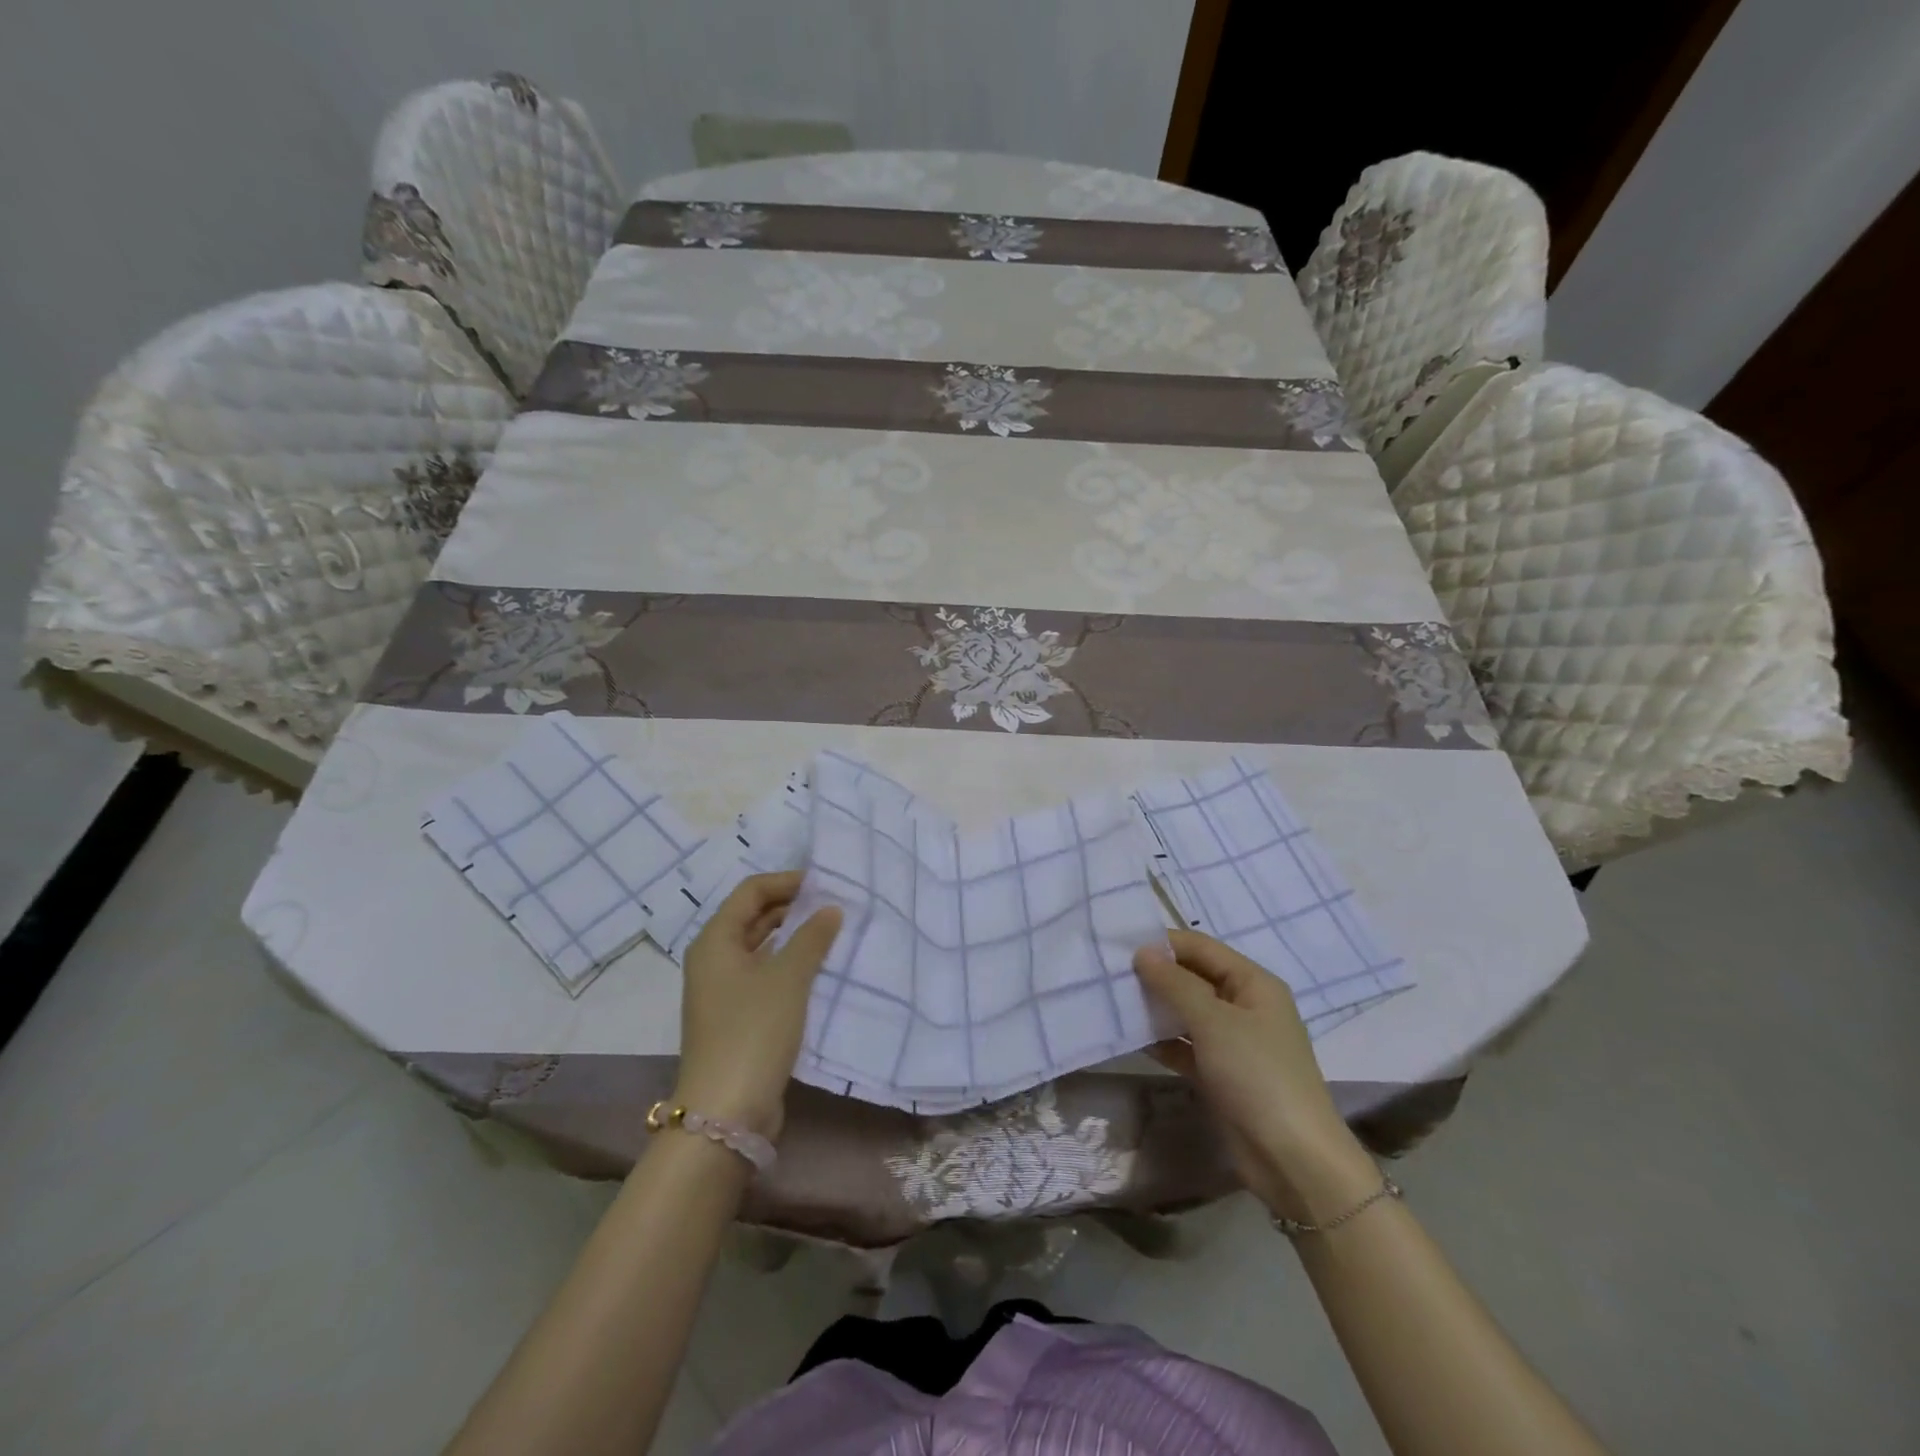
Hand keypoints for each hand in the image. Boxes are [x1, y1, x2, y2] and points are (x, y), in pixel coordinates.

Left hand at [674, 872, 841, 1142]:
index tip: (825, 883)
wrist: (727, 1110)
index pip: (751, 891)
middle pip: (752, 916)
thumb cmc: (754, 1030)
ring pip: (760, 947)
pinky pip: (763, 974)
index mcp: (715, 940)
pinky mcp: (735, 1016)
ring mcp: (722, 990)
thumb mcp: (788, 977)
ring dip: (792, 936)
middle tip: (833, 904)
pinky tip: (816, 968)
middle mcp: (713, 959)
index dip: (786, 881)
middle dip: (791, 907)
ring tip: (831, 931)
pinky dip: (788, 964)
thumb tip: (830, 909)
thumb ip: (812, 937)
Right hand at [1135, 930, 1377, 1221]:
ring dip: (1155, 1008)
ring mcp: (1232, 1042)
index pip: (1201, 948)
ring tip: (1113, 1001)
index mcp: (1253, 983)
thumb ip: (1175, 984)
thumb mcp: (1214, 1022)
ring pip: (1186, 1013)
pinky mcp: (1220, 1074)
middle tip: (1111, 974)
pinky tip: (1131, 1037)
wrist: (1293, 1160)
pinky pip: (1185, 1046)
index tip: (1120, 947)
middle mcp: (1244, 1006)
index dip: (1164, 944)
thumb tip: (1142, 952)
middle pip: (1193, 978)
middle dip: (1155, 975)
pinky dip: (1161, 1041)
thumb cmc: (1257, 1075)